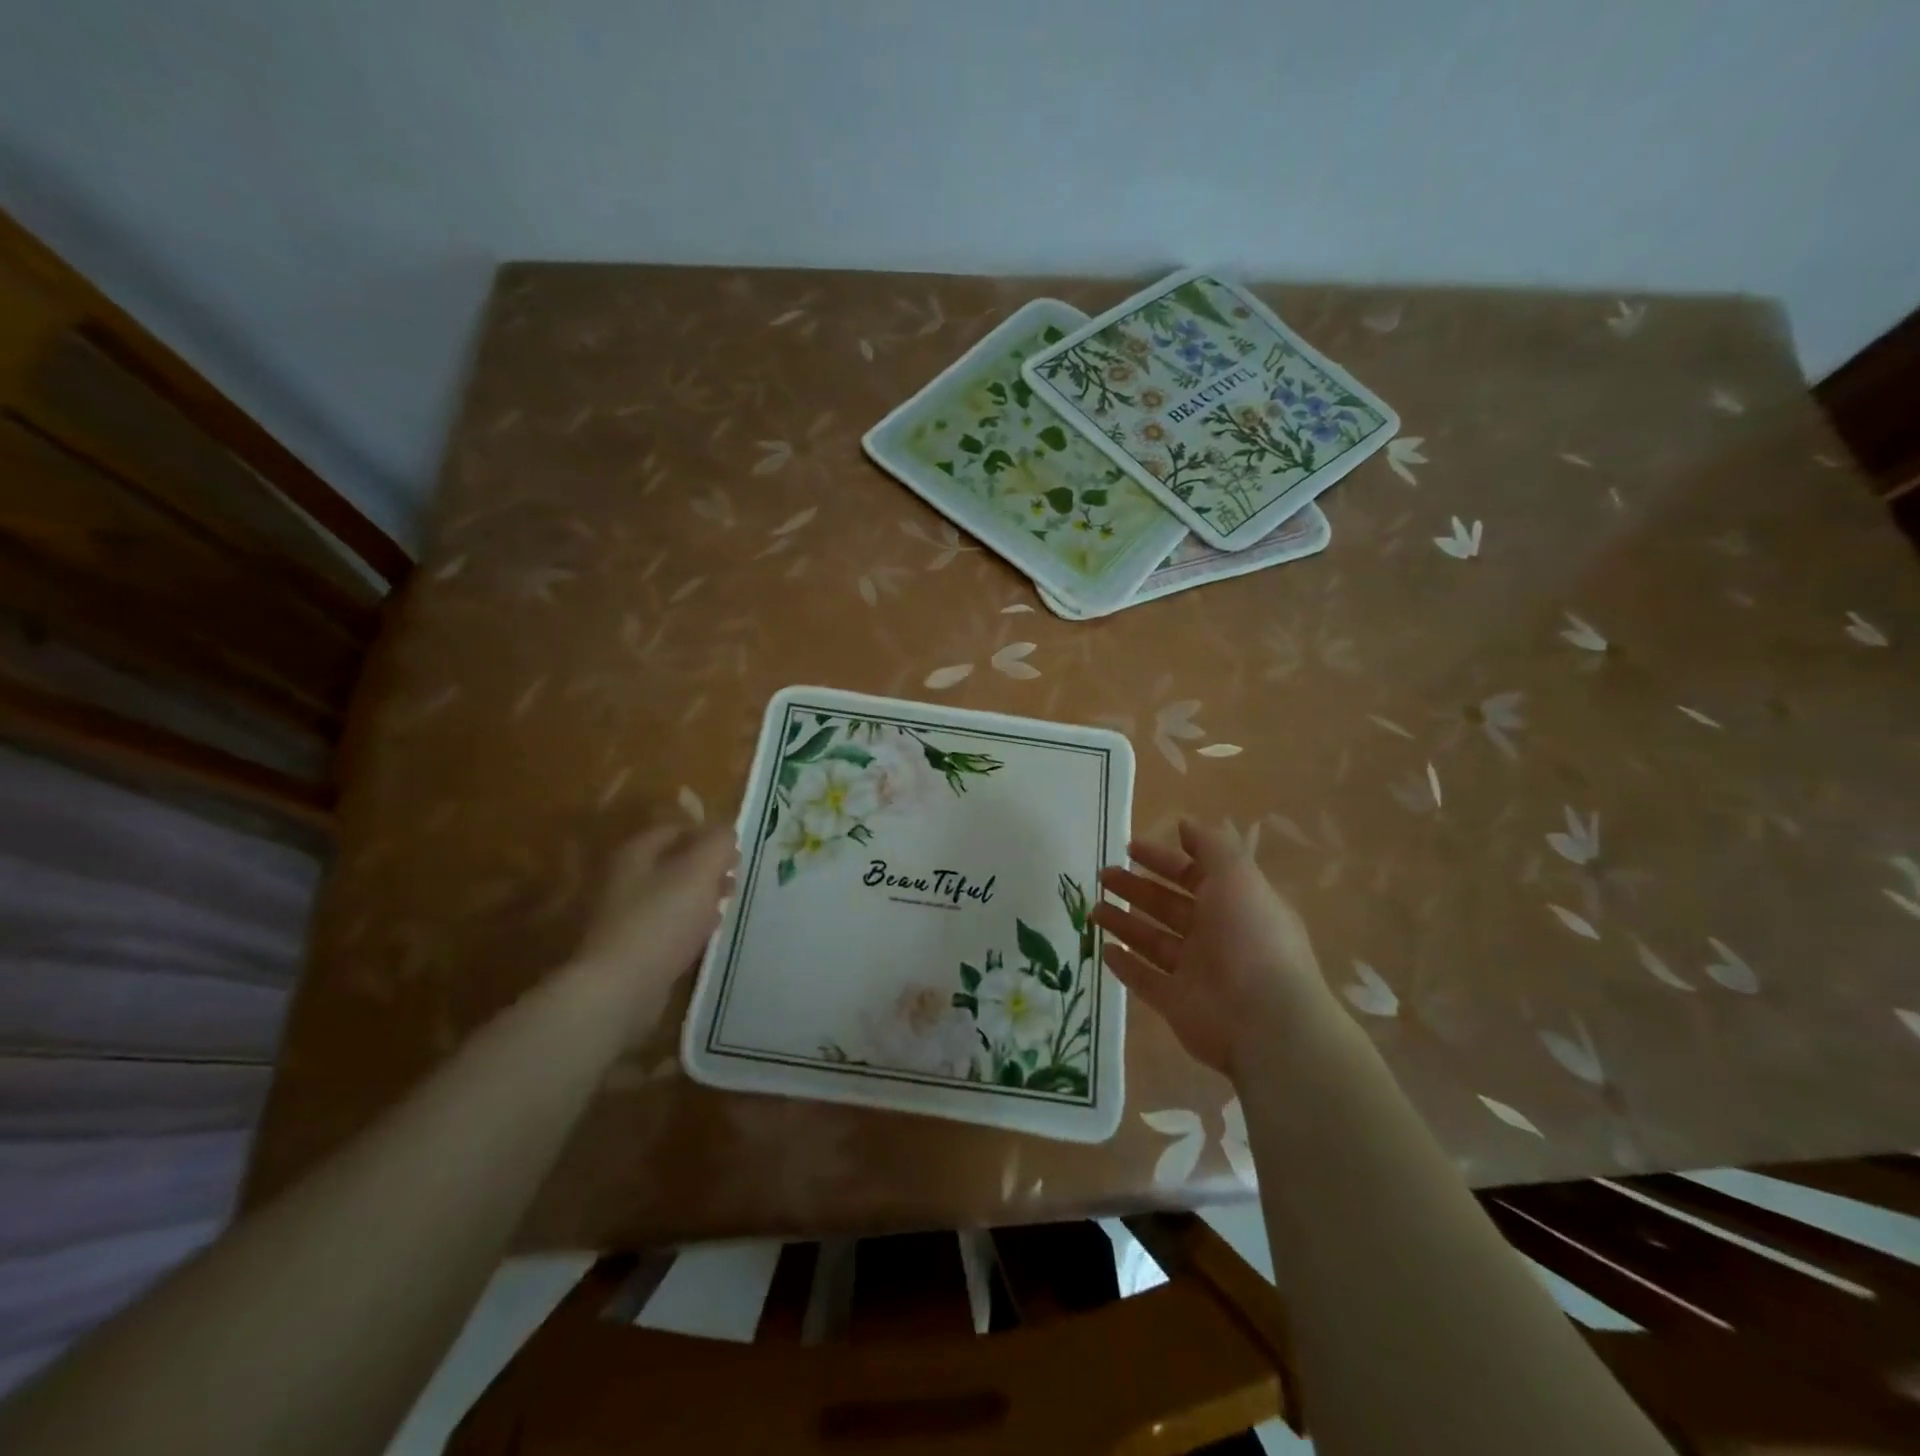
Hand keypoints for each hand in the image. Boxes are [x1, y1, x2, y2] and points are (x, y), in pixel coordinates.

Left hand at [573, 825, 736, 1034]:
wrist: (620, 987)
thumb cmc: (662, 920)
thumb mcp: (700, 871)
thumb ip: (718, 844)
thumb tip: (726, 832)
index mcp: (636, 853)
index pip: (676, 829)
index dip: (708, 835)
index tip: (735, 852)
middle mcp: (624, 878)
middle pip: (673, 861)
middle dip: (707, 867)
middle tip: (734, 879)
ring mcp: (623, 913)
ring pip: (670, 893)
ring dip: (700, 895)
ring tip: (725, 906)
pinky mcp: (629, 945)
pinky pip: (664, 924)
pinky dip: (687, 923)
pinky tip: (705, 934)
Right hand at [1093, 818, 1330, 1076]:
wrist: (1265, 1021)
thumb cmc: (1251, 938)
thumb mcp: (1238, 877)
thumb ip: (1212, 847)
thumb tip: (1186, 823)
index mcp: (1235, 905)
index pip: (1194, 875)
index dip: (1164, 859)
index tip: (1129, 847)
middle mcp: (1216, 936)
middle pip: (1168, 906)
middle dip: (1136, 888)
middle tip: (1103, 875)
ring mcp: (1196, 973)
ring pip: (1153, 941)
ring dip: (1124, 923)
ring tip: (1093, 909)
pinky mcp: (1177, 1004)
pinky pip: (1145, 980)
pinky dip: (1125, 965)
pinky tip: (1102, 950)